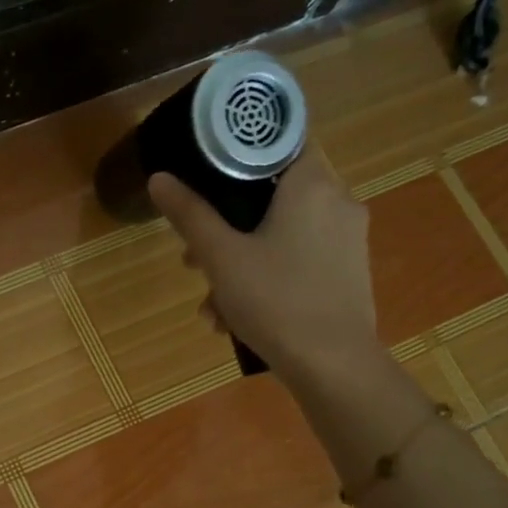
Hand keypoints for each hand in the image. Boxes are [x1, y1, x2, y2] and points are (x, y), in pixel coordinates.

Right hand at [148, 158, 378, 381]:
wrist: (333, 365)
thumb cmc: (275, 301)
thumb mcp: (221, 258)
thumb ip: (190, 215)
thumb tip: (159, 178)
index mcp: (312, 185)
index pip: (281, 142)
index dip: (241, 153)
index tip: (208, 176)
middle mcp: (338, 202)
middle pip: (273, 195)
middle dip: (227, 226)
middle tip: (193, 258)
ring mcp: (347, 240)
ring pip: (282, 233)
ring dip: (240, 261)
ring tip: (211, 303)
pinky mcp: (348, 272)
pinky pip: (299, 259)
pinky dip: (267, 276)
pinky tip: (237, 317)